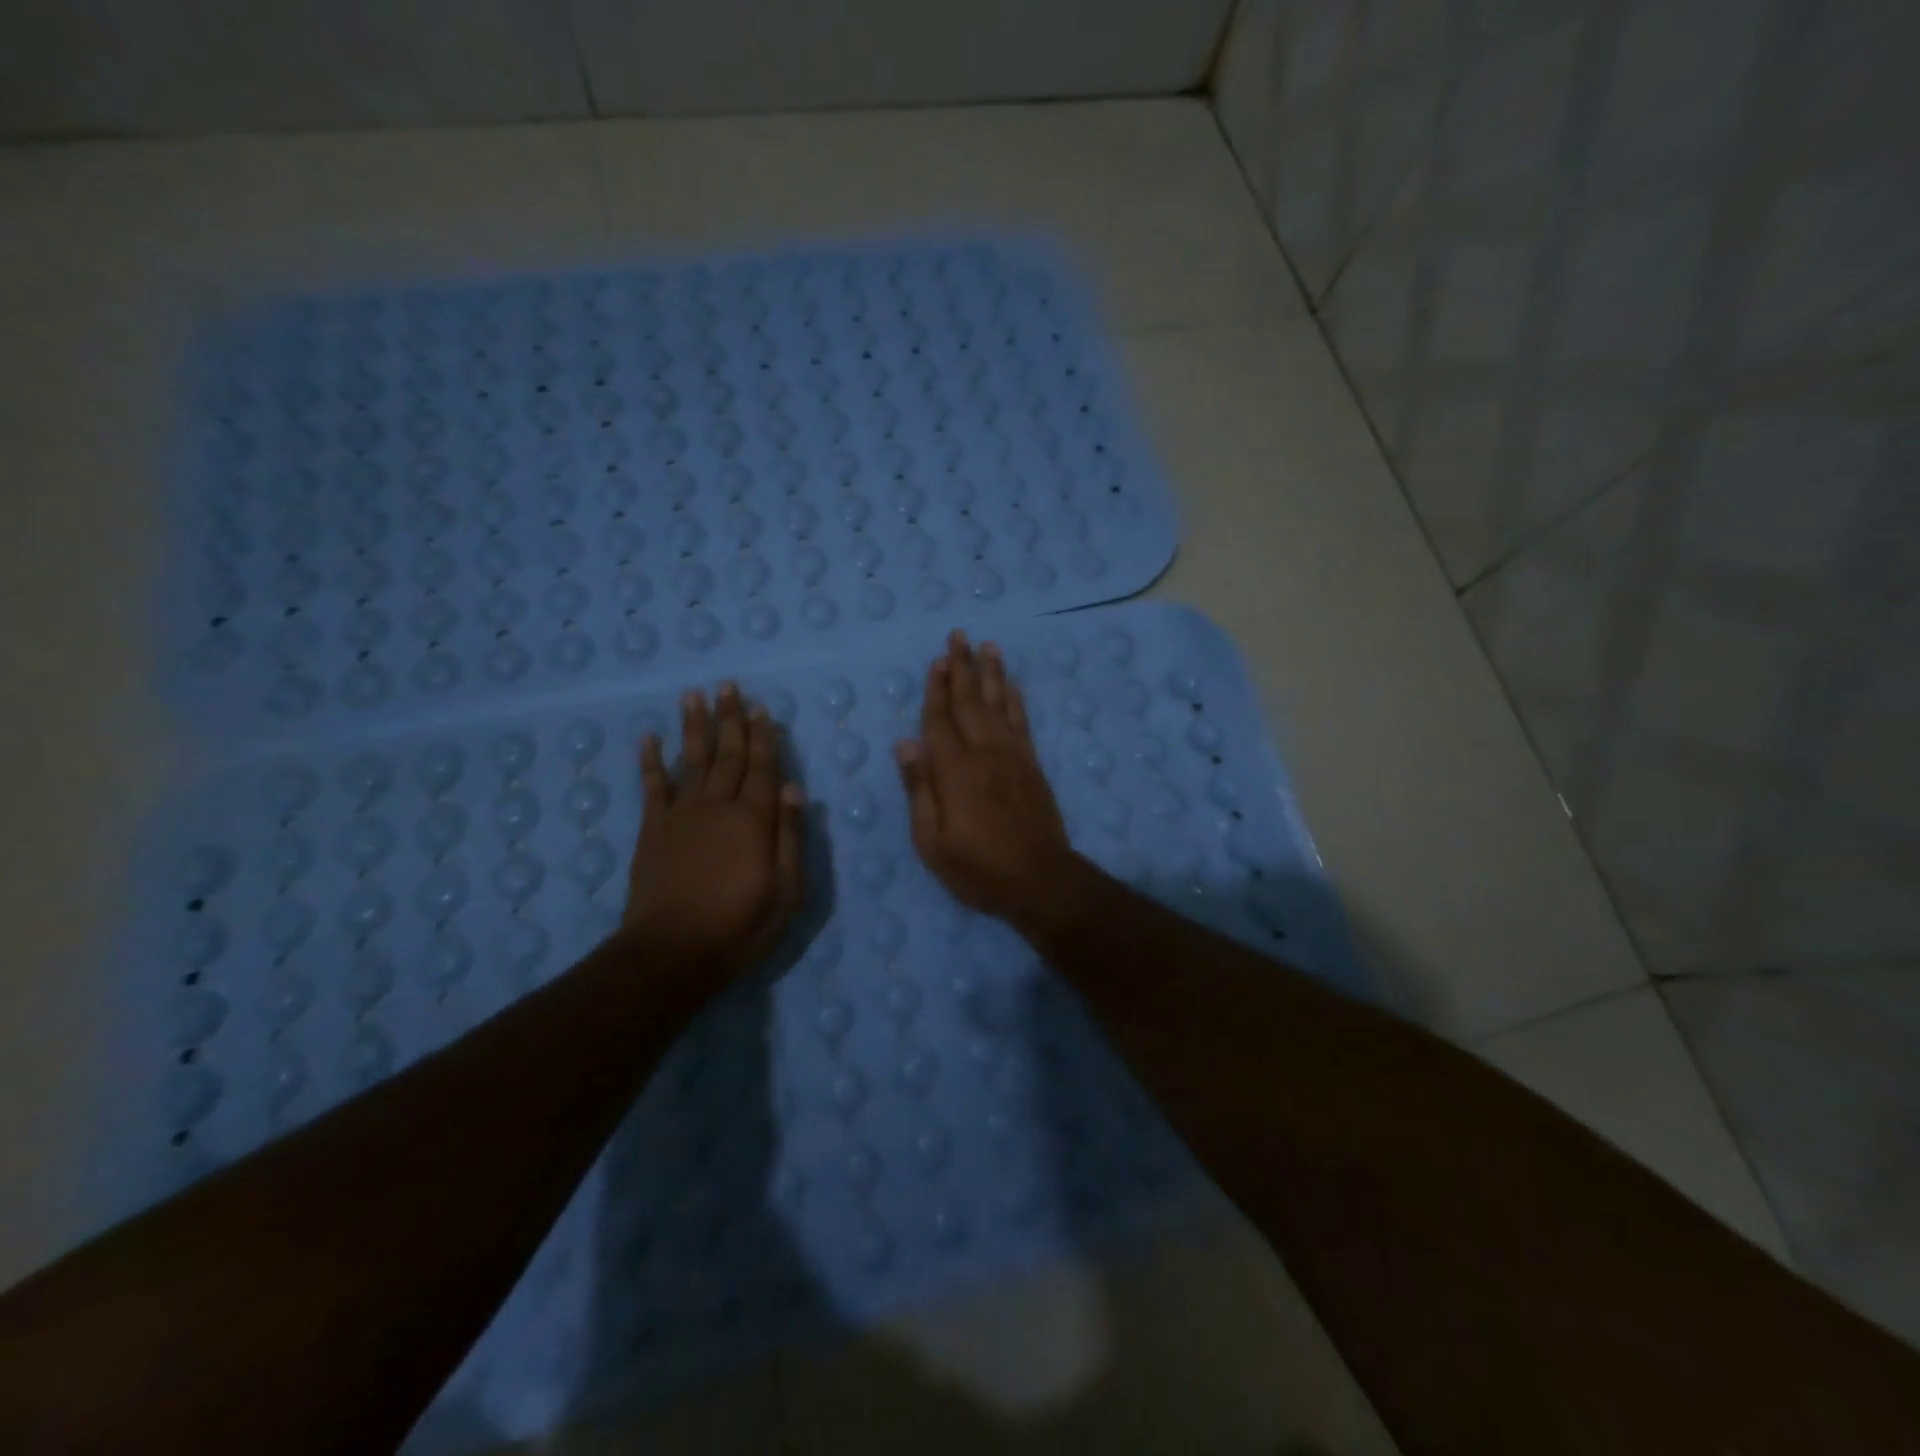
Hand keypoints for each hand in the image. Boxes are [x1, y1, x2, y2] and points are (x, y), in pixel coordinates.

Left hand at [625, 682, 803, 981]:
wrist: (672, 951)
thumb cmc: (739, 925)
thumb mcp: (786, 890)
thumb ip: (790, 836)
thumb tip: (792, 788)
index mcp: (753, 819)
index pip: (762, 768)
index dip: (763, 737)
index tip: (761, 708)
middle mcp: (717, 806)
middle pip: (727, 754)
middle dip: (730, 719)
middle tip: (729, 686)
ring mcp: (681, 815)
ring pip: (691, 760)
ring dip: (694, 726)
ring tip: (694, 695)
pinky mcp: (652, 829)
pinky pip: (651, 787)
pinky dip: (650, 761)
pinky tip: (649, 738)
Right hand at [896, 630, 1079, 926]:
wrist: (1039, 879)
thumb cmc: (977, 866)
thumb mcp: (931, 840)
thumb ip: (919, 788)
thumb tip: (905, 743)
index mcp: (953, 769)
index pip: (939, 719)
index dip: (936, 689)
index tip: (936, 660)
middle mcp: (983, 752)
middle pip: (969, 701)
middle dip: (962, 667)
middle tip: (959, 635)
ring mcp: (1012, 755)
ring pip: (998, 703)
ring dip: (991, 673)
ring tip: (987, 646)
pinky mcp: (1032, 765)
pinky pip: (1021, 722)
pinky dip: (1015, 700)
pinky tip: (1011, 686)